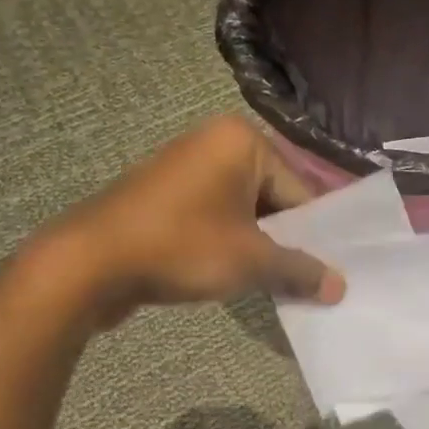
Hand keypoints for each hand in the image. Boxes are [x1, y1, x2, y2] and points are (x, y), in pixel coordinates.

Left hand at [41, 116, 344, 328]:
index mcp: (241, 141)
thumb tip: (340, 287)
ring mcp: (184, 167)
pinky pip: (212, 217)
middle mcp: (214, 142)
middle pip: (272, 197)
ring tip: (274, 284)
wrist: (88, 263)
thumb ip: (300, 270)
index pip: (300, 189)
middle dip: (286, 240)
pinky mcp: (163, 195)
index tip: (330, 270)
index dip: (317, 234)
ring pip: (242, 210)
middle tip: (307, 282)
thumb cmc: (181, 247)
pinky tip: (234, 275)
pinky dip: (227, 243)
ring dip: (257, 246)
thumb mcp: (251, 260)